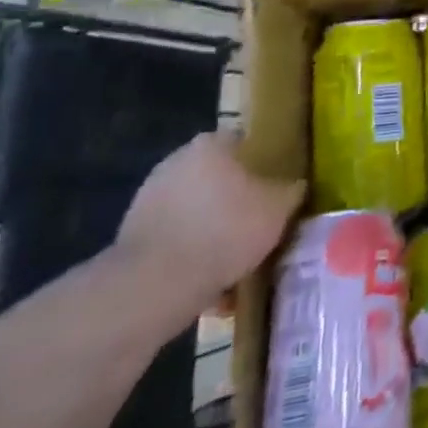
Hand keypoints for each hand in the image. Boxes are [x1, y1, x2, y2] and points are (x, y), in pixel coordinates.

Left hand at [114, 132, 303, 315]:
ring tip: (234, 257)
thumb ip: (291, 191)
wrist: (153, 284)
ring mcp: (149, 197)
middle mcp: (177, 160)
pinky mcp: (132, 234)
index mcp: (212, 144)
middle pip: (217, 176)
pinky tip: (207, 277)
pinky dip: (189, 251)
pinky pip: (175, 236)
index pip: (245, 143)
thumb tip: (295, 186)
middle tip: (257, 223)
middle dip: (235, 197)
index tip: (275, 189)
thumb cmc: (225, 231)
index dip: (263, 165)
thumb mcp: (278, 209)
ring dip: (211, 226)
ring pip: (195, 208)